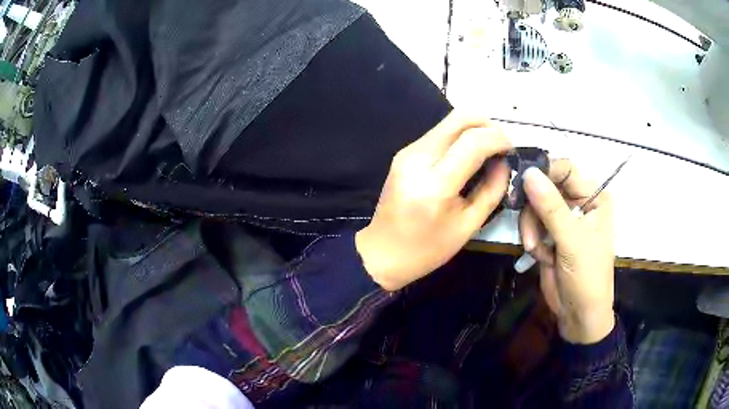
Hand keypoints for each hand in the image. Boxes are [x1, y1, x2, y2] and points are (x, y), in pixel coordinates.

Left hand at [356, 111, 511, 290]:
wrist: (382, 253)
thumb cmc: (427, 249)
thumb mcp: (468, 226)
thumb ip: (491, 190)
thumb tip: (503, 161)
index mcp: (434, 184)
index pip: (473, 141)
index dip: (498, 138)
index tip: (512, 149)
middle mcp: (417, 158)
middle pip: (459, 118)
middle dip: (488, 125)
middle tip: (502, 145)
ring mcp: (407, 152)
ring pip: (448, 122)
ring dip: (474, 130)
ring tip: (488, 151)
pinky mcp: (404, 152)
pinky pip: (438, 133)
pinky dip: (459, 137)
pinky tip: (467, 156)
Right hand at [519, 160, 615, 343]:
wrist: (578, 314)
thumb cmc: (587, 276)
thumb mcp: (572, 241)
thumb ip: (551, 207)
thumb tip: (528, 173)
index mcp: (594, 196)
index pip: (566, 169)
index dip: (544, 173)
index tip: (522, 186)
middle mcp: (580, 202)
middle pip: (546, 186)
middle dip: (535, 210)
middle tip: (531, 233)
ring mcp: (564, 218)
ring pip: (534, 205)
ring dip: (531, 228)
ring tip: (536, 249)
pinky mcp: (550, 233)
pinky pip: (531, 223)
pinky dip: (532, 239)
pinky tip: (539, 255)